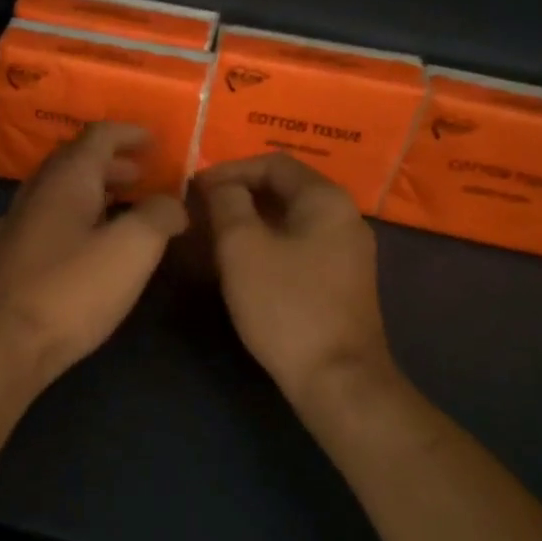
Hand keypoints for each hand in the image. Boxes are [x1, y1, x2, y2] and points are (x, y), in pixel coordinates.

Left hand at [0, 123, 187, 394]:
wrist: (4, 345)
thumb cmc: (72, 290)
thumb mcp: (132, 249)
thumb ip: (159, 215)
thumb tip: (172, 204)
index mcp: (66, 179)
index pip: (99, 136)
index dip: (130, 133)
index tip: (156, 140)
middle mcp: (36, 192)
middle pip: (76, 161)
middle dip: (113, 163)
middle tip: (144, 175)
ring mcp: (17, 224)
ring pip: (59, 192)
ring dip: (93, 191)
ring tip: (123, 208)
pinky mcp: (9, 257)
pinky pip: (48, 220)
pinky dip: (75, 218)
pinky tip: (85, 243)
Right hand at [197, 155, 395, 406]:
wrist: (336, 377)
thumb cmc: (285, 305)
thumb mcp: (242, 247)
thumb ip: (227, 204)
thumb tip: (219, 184)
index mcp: (326, 199)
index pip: (273, 162)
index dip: (229, 170)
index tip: (194, 189)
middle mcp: (344, 217)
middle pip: (284, 189)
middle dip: (239, 196)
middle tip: (201, 212)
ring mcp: (346, 252)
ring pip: (290, 220)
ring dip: (250, 222)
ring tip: (213, 237)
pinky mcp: (341, 281)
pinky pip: (299, 246)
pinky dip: (267, 244)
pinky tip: (242, 265)